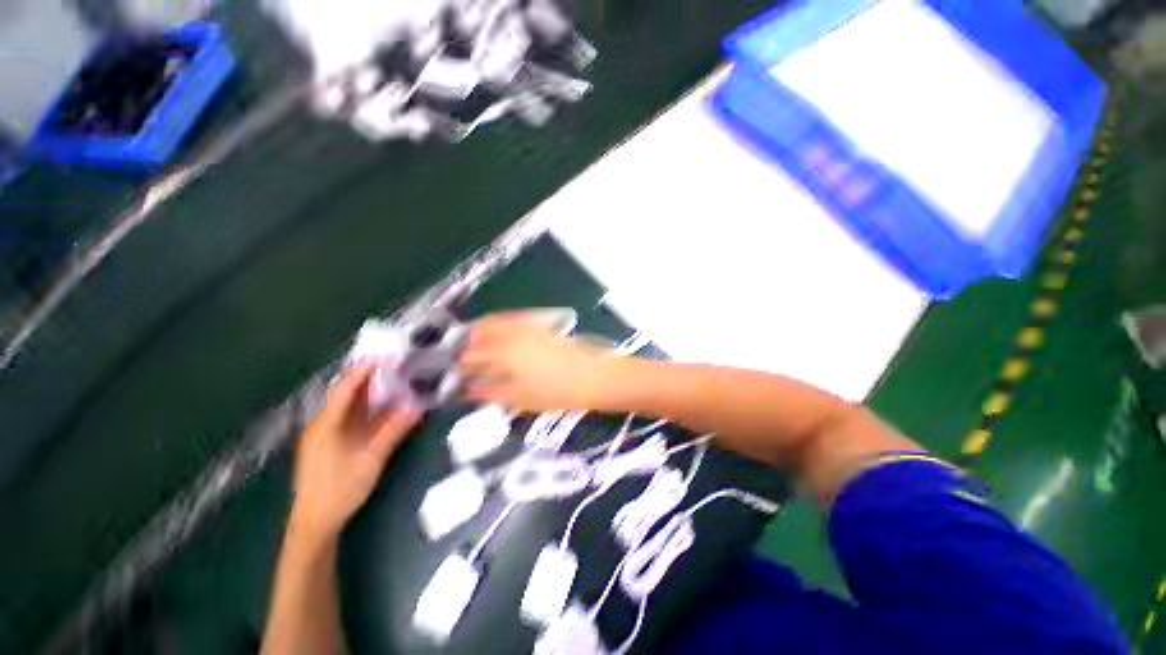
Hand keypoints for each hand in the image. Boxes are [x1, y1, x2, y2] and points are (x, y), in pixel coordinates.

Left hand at [290, 366, 420, 542]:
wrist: (315, 523)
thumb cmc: (340, 489)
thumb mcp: (371, 459)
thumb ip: (394, 431)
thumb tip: (418, 408)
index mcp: (327, 424)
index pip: (346, 388)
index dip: (364, 370)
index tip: (386, 357)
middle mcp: (323, 424)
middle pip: (347, 394)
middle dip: (371, 378)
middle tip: (397, 367)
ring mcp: (325, 435)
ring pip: (350, 406)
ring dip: (371, 394)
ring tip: (395, 382)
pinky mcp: (330, 444)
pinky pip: (351, 419)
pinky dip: (369, 410)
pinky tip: (384, 409)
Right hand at [459, 313, 610, 412]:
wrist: (591, 375)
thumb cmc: (554, 391)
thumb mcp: (519, 397)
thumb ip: (490, 392)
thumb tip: (468, 390)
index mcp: (502, 351)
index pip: (471, 355)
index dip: (460, 366)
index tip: (454, 375)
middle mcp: (511, 333)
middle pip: (480, 332)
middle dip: (467, 344)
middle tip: (463, 360)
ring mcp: (527, 326)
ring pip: (495, 322)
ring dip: (482, 332)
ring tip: (479, 348)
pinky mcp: (539, 325)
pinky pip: (512, 320)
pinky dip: (500, 326)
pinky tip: (502, 339)